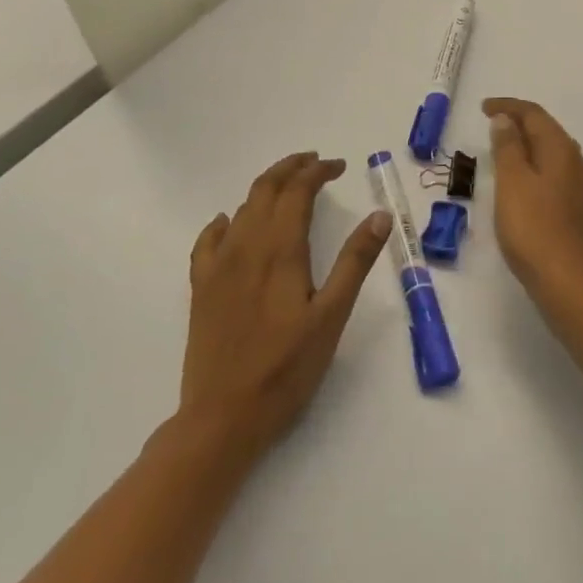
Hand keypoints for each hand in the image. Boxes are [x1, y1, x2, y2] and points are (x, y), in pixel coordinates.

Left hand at [180, 153, 389, 460]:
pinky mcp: (201, 289)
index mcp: (280, 250)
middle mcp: (245, 247)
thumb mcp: (332, 316)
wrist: (222, 418)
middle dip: (291, 169)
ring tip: (288, 188)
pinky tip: (229, 223)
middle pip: (265, 190)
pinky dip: (225, 221)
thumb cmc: (286, 369)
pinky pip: (208, 240)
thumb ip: (355, 262)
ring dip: (266, 189)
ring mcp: (218, 267)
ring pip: (241, 209)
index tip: (340, 166)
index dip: (318, 171)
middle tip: (316, 164)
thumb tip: (381, 216)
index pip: (297, 191)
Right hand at [484, 98, 582, 316]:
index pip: (534, 114)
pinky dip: (534, 167)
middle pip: (547, 130)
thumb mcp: (512, 182)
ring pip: (551, 153)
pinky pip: (554, 174)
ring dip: (527, 146)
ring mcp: (580, 187)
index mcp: (561, 149)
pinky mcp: (578, 210)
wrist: (569, 283)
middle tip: (490, 125)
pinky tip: (521, 183)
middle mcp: (577, 162)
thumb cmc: (534, 228)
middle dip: (519, 123)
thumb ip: (508, 147)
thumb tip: (506, 120)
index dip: (508, 106)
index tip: (483, 108)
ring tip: (500, 150)